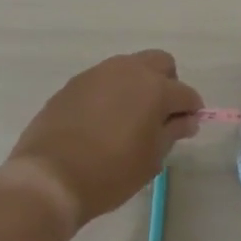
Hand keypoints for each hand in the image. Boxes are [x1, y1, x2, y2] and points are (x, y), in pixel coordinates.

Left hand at [5, 51, 201, 227]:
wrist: (50, 177)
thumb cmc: (110, 173)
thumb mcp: (151, 159)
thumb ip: (172, 133)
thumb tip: (186, 120)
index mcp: (155, 88)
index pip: (186, 94)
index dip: (191, 111)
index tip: (186, 128)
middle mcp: (128, 70)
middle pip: (160, 63)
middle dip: (168, 84)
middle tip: (160, 116)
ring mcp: (98, 73)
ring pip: (129, 67)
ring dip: (137, 85)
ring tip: (128, 119)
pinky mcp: (74, 83)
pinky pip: (103, 80)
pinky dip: (111, 93)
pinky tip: (101, 121)